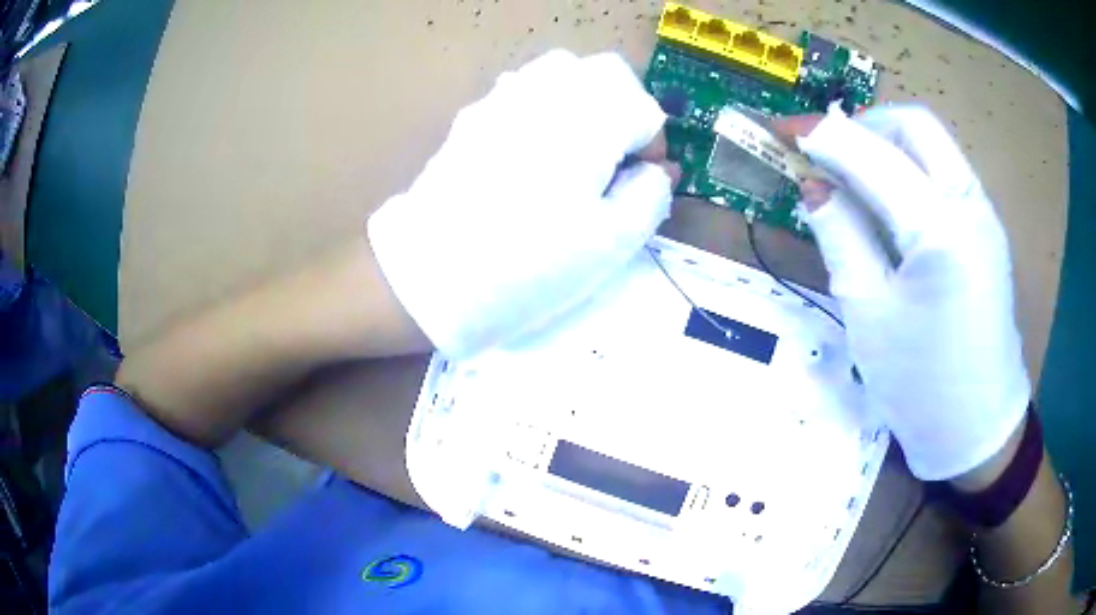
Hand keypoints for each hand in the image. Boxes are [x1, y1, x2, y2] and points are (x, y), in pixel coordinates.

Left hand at [368, 50, 677, 359]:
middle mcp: (545, 93)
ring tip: (577, 150)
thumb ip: (650, 195)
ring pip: (560, 72)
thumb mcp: (611, 243)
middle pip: (604, 73)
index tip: (641, 182)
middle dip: (623, 109)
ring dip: (584, 101)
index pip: (643, 107)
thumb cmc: (527, 266)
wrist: (428, 277)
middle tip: (615, 159)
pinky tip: (532, 151)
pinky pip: (521, 89)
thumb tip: (658, 170)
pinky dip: (544, 107)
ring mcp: (501, 99)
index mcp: (587, 120)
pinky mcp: (472, 117)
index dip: (652, 145)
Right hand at [775, 105, 1029, 480]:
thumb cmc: (919, 386)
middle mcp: (970, 205)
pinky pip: (945, 172)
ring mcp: (984, 213)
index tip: (783, 129)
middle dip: (864, 126)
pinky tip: (891, 201)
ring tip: (854, 177)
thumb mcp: (868, 313)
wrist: (977, 427)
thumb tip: (814, 186)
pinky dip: (911, 167)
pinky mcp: (987, 227)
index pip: (872, 154)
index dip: (822, 134)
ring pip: (933, 144)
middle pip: (914, 126)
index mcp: (940, 231)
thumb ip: (840, 235)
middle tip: (829, 155)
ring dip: (888, 143)